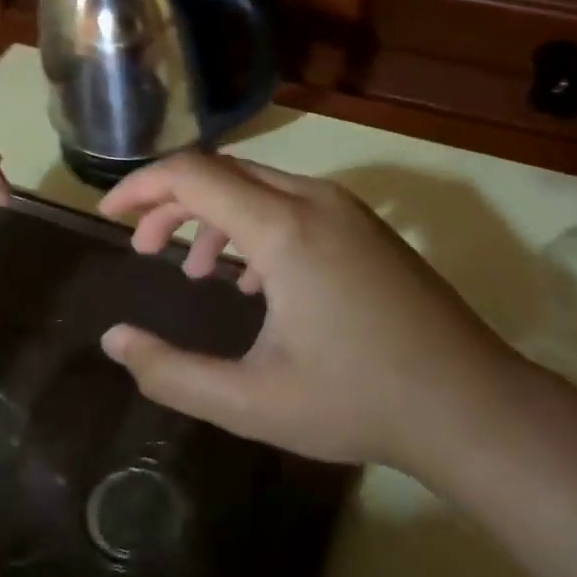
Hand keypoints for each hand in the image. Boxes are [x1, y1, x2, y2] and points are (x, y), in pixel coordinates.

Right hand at [97, 153, 524, 472]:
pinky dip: (254, 225)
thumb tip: (114, 339)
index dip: (141, 188)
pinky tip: (252, 281)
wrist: (469, 404)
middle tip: (143, 249)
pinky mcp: (366, 227)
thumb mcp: (250, 402)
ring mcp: (347, 210)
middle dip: (171, 202)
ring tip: (195, 270)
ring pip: (259, 186)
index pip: (193, 174)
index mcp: (284, 230)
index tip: (107, 215)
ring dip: (214, 216)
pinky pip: (292, 203)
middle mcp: (315, 201)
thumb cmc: (358, 402)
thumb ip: (171, 373)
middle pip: (223, 172)